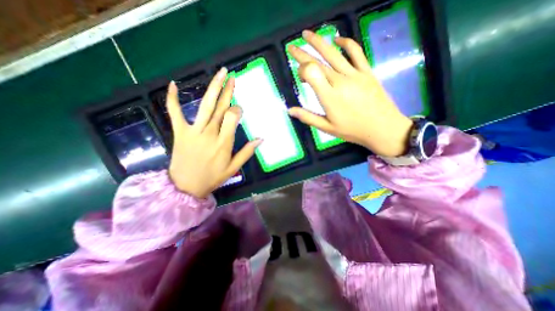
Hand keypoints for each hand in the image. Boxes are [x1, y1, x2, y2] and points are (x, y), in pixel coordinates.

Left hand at [167, 68, 261, 197]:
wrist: (185, 186)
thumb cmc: (212, 178)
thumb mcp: (233, 168)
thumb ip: (247, 152)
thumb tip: (261, 139)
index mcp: (223, 143)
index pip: (232, 118)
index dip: (237, 110)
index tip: (239, 110)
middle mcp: (209, 133)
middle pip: (220, 107)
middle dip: (227, 90)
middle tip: (232, 76)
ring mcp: (193, 131)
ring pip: (205, 106)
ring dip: (213, 88)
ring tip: (220, 74)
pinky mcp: (180, 132)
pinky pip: (174, 112)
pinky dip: (173, 98)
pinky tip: (174, 84)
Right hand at [288, 31, 413, 157]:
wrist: (382, 128)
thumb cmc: (352, 130)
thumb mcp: (327, 128)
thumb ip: (307, 117)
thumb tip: (289, 110)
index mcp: (329, 96)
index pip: (311, 72)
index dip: (301, 69)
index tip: (300, 77)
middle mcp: (340, 81)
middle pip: (318, 61)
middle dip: (302, 53)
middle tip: (291, 46)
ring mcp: (355, 74)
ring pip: (334, 52)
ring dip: (319, 41)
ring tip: (307, 34)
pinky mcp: (366, 71)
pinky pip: (356, 52)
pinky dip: (346, 42)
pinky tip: (337, 38)